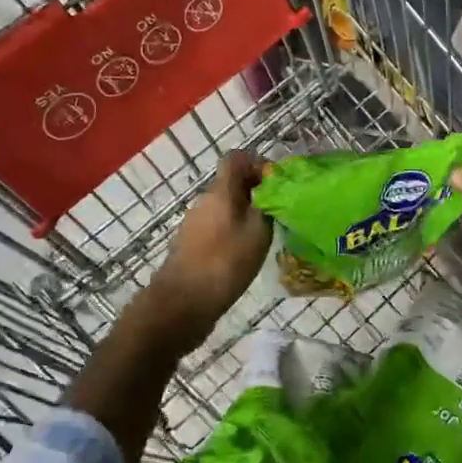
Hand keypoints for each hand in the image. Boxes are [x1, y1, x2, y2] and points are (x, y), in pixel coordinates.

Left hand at [149, 152, 271, 342]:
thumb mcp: (257, 232)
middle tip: (279, 212)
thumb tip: (273, 190)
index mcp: (220, 191)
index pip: (237, 158)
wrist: (181, 304)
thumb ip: (267, 206)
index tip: (277, 184)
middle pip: (232, 184)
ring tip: (266, 236)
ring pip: (226, 207)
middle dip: (257, 192)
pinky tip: (246, 254)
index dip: (258, 164)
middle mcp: (204, 202)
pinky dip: (234, 233)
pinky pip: (218, 227)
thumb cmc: (224, 263)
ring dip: (246, 215)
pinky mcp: (192, 245)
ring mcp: (195, 224)